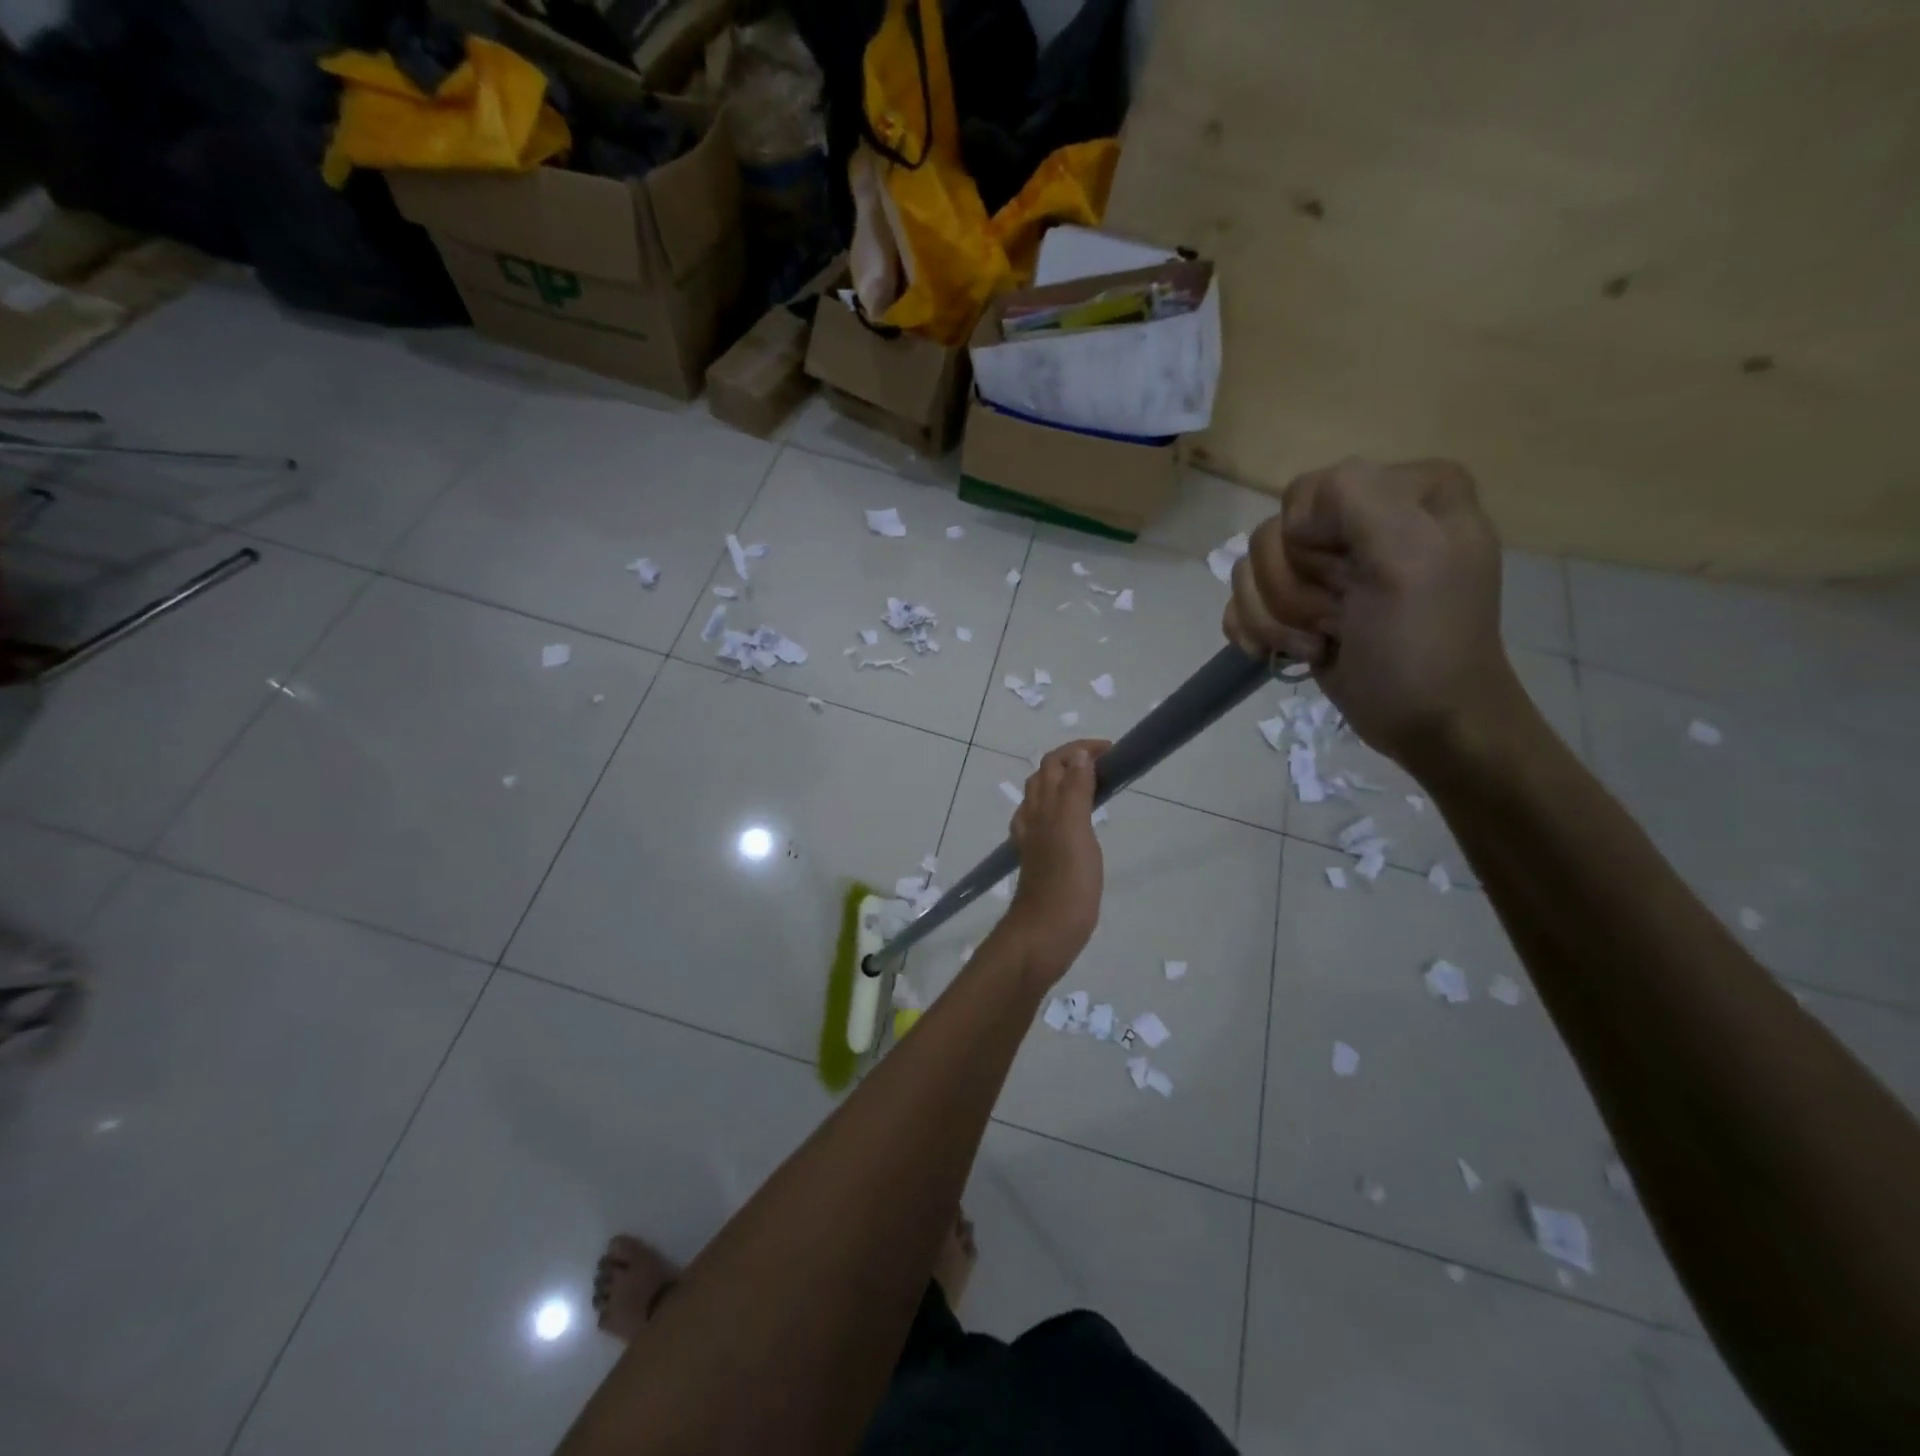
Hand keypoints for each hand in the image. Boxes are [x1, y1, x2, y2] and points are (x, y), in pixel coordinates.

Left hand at [1003, 740, 1108, 984]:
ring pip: (1043, 798)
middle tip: (1108, 766)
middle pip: (1046, 776)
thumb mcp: (1075, 829)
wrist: (1045, 933)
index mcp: (1043, 806)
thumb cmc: (1066, 882)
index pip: (1055, 762)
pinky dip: (1059, 810)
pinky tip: (1071, 822)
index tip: (1113, 752)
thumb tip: (1079, 755)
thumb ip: (1075, 791)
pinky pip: (1045, 824)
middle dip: (1072, 761)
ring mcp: (1033, 840)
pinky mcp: (1040, 860)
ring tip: (1094, 786)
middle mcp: (1033, 817)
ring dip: (1064, 783)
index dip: (1080, 749)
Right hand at [1223, 458, 1524, 771]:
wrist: (1428, 723)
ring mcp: (1327, 567)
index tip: (1352, 582)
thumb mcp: (1410, 555)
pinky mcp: (1299, 606)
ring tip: (1322, 643)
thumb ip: (1356, 497)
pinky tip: (1281, 654)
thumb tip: (1293, 522)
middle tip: (1341, 620)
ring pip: (1251, 571)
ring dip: (1276, 619)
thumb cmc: (1422, 644)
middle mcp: (1362, 520)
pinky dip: (1255, 631)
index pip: (1308, 493)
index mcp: (1404, 490)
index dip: (1311, 542)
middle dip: (1294, 590)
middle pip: (1273, 535)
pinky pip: (1243, 601)